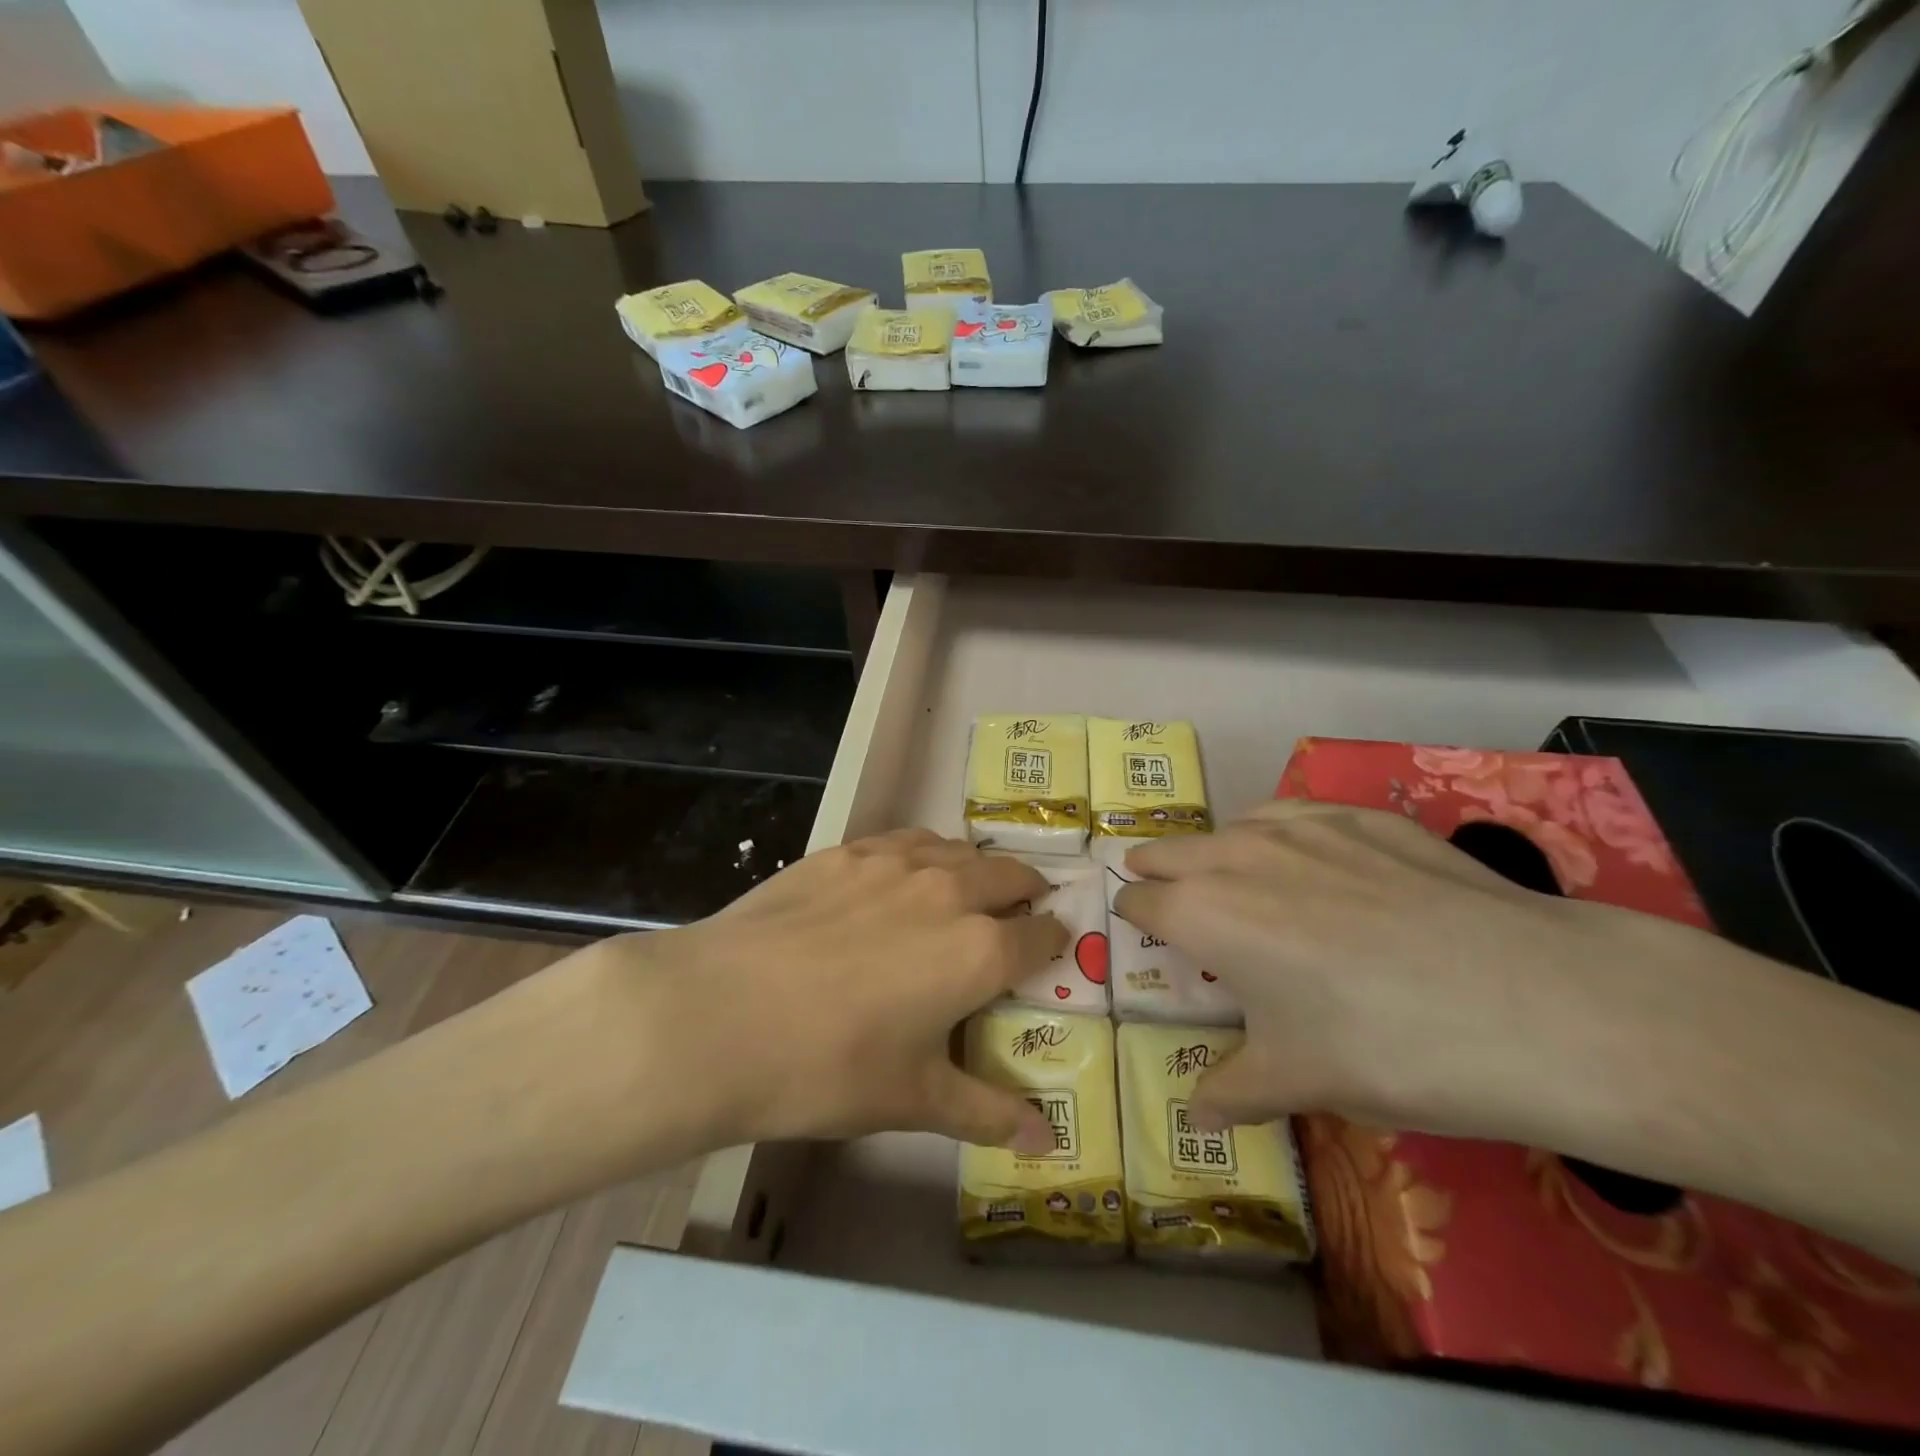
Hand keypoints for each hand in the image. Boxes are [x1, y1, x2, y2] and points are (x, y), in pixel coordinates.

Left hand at [590, 830, 1065, 1153]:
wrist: (719, 1015)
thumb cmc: (826, 1067)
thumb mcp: (912, 1099)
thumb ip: (986, 1112)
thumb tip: (1046, 1142)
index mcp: (978, 951)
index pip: (1041, 934)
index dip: (1053, 940)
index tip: (1050, 947)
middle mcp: (949, 892)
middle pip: (1011, 875)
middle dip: (1025, 893)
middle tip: (1016, 915)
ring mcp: (895, 862)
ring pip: (960, 850)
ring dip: (976, 868)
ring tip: (965, 892)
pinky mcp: (846, 850)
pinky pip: (907, 841)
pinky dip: (925, 853)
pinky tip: (902, 877)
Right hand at [1112, 800, 1677, 1143]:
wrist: (1534, 1003)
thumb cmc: (1387, 1048)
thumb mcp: (1298, 1082)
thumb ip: (1232, 1091)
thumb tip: (1196, 1115)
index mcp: (1203, 913)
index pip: (1140, 900)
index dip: (1135, 918)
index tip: (1144, 935)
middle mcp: (1238, 856)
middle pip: (1170, 850)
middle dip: (1159, 872)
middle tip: (1168, 897)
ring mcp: (1305, 826)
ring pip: (1232, 825)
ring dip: (1219, 851)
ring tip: (1238, 879)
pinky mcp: (1365, 817)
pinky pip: (1297, 813)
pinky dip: (1282, 833)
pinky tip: (1312, 858)